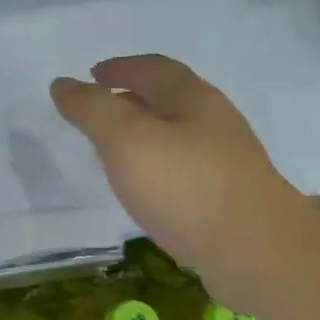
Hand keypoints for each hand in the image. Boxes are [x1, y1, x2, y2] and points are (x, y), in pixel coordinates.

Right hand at [51, 55, 303, 286]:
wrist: (257, 252)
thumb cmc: (186, 187)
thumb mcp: (126, 141)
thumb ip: (92, 110)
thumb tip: (62, 83)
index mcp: (193, 100)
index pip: (154, 69)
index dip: (121, 67)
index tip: (92, 74)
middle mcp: (214, 123)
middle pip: (170, 99)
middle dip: (133, 98)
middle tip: (98, 109)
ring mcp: (225, 162)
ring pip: (178, 134)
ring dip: (145, 133)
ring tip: (115, 149)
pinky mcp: (227, 198)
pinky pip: (184, 168)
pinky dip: (158, 165)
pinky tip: (145, 188)